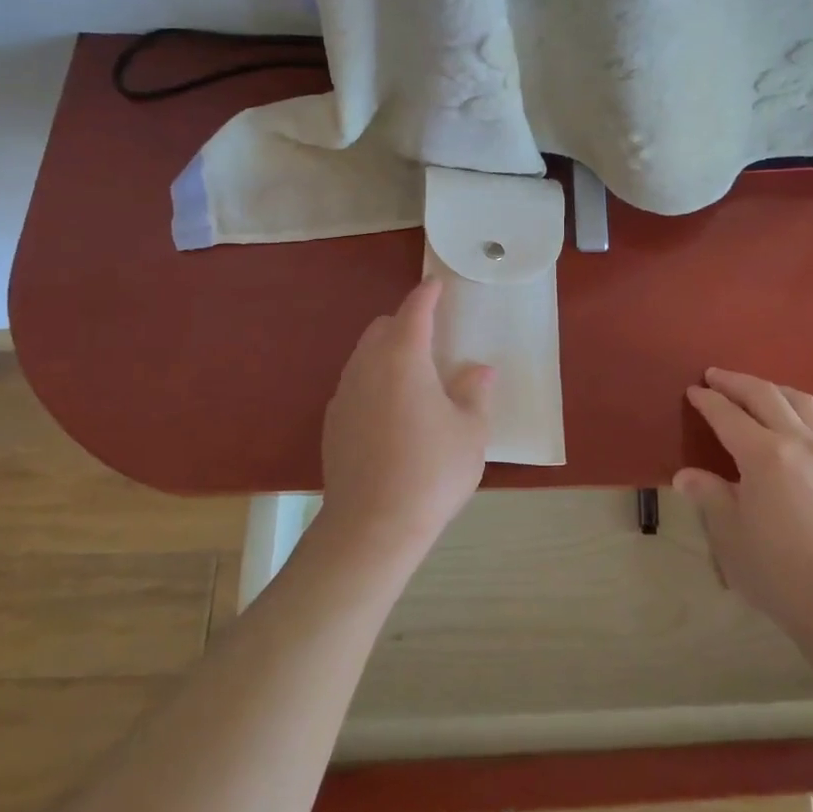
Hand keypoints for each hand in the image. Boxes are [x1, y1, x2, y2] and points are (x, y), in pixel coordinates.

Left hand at [315, 279, 493, 568]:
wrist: (372, 526)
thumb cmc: (431, 472)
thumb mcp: (470, 432)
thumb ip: (475, 393)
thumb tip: (479, 370)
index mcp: (404, 358)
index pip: (415, 311)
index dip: (428, 295)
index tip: (437, 285)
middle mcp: (368, 366)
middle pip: (383, 328)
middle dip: (405, 323)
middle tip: (431, 339)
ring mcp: (345, 394)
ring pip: (364, 355)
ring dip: (387, 352)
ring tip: (413, 376)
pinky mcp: (333, 423)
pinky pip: (355, 384)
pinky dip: (373, 381)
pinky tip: (390, 411)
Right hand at [676, 369, 812, 637]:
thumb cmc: (781, 572)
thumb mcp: (731, 536)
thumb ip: (710, 497)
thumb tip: (687, 475)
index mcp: (764, 454)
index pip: (728, 415)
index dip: (708, 400)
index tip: (693, 391)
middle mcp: (799, 442)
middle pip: (765, 395)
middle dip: (736, 382)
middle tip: (715, 376)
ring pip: (801, 402)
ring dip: (772, 389)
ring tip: (756, 391)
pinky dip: (798, 411)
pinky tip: (792, 429)